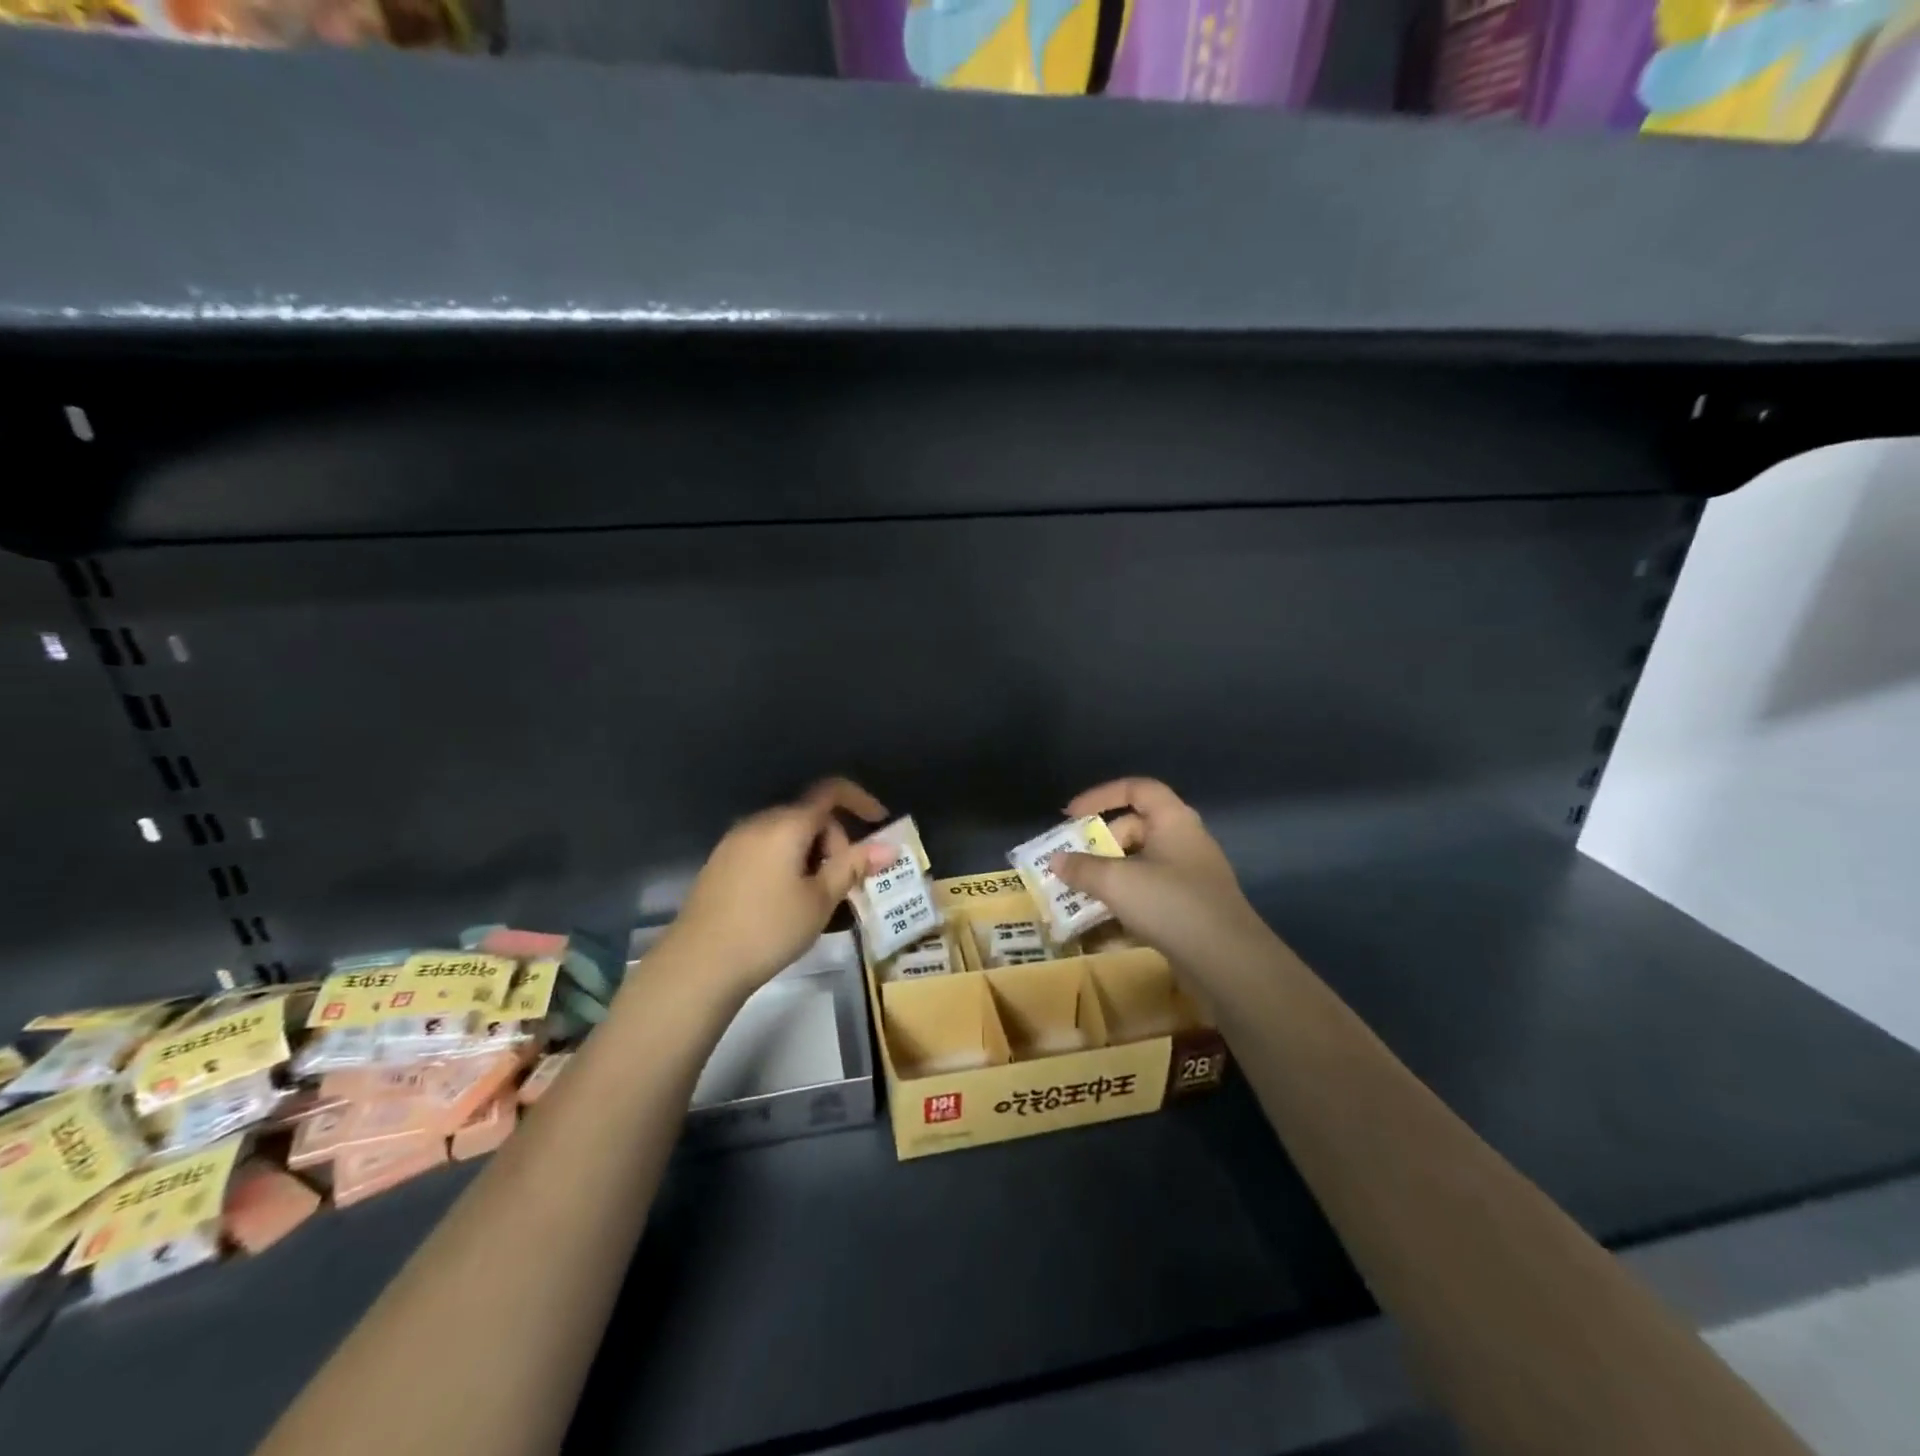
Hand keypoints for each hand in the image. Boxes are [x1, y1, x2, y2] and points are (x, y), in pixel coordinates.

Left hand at [657, 777, 895, 1001]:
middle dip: (834, 841)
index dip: (860, 800)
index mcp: (786, 824)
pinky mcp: (721, 863)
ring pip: (787, 834)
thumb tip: (888, 847)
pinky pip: (765, 848)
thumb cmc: (769, 928)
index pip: (830, 792)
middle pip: (809, 816)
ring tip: (816, 897)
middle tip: (843, 883)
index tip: (880, 822)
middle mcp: (759, 823)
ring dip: (811, 854)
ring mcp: (735, 842)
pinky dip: (787, 862)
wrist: (699, 964)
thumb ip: (853, 867)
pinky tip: (786, 900)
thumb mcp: (820, 900)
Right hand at [1051, 778, 1270, 974]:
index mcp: (1173, 821)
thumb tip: (1056, 860)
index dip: (1101, 796)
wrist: (1228, 963)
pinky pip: (1148, 900)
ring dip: (1106, 881)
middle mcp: (1183, 843)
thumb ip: (1082, 869)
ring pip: (1138, 869)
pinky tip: (1097, 933)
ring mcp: (1188, 879)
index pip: (1136, 789)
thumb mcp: (1117, 883)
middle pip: (1134, 830)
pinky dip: (1122, 909)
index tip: (1070, 815)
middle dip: (1098, 846)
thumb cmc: (1171, 905)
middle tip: (1069, 863)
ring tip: (1075, 896)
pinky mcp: (1188, 912)